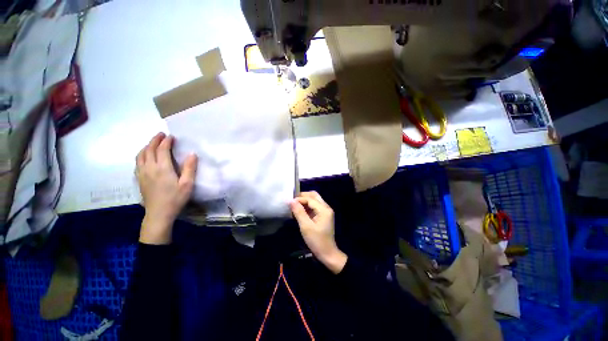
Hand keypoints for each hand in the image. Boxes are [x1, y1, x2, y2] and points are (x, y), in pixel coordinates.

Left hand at [135, 133, 197, 244]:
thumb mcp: (187, 184)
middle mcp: (149, 168)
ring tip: (153, 143)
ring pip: (141, 155)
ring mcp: (142, 173)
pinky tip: (146, 156)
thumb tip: (192, 154)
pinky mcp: (139, 179)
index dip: (167, 141)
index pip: (162, 149)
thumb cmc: (175, 199)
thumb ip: (190, 168)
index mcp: (162, 168)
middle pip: (149, 149)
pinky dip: (142, 154)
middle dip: (155, 140)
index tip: (172, 137)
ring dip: (147, 146)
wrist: (159, 214)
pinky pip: (137, 162)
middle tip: (161, 135)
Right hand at [290, 192, 346, 273]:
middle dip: (303, 196)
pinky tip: (300, 210)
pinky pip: (315, 206)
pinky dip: (307, 206)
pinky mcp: (323, 215)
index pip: (310, 199)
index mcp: (324, 209)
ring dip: (305, 200)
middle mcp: (326, 207)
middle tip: (292, 201)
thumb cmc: (316, 240)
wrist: (327, 253)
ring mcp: (325, 211)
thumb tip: (290, 200)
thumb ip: (299, 212)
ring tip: (294, 205)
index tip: (289, 202)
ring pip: (314, 200)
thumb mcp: (306, 226)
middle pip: (314, 196)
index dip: (299, 199)